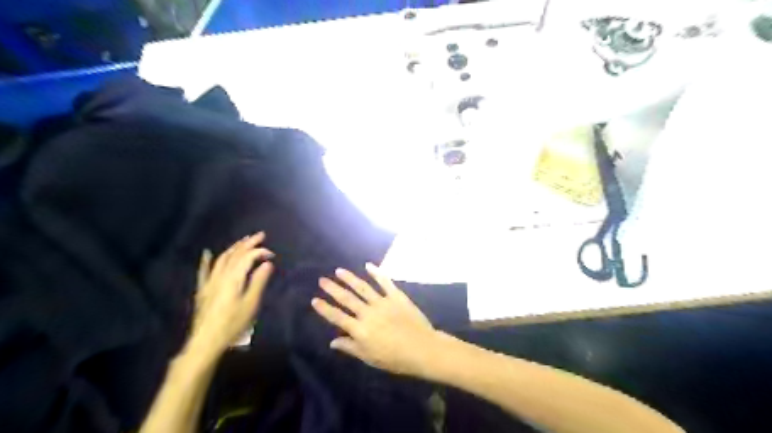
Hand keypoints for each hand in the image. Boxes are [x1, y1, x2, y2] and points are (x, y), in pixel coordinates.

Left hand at [190, 234, 273, 357]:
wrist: (206, 341)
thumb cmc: (232, 324)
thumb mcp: (251, 304)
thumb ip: (258, 282)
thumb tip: (267, 264)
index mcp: (233, 278)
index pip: (248, 257)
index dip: (260, 252)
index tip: (272, 254)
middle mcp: (220, 275)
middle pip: (234, 254)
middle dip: (248, 243)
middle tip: (260, 235)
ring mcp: (210, 282)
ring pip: (221, 259)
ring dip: (234, 248)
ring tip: (243, 241)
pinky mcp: (203, 290)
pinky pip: (204, 271)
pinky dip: (206, 261)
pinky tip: (207, 253)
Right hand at [310, 262, 435, 377]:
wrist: (422, 348)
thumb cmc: (394, 358)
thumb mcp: (369, 357)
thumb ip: (350, 347)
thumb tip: (332, 341)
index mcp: (360, 330)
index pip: (337, 317)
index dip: (325, 308)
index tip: (314, 299)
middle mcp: (368, 313)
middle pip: (347, 298)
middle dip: (333, 289)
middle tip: (322, 280)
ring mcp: (382, 302)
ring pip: (363, 287)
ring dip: (350, 278)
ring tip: (339, 271)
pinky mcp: (396, 296)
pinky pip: (385, 282)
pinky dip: (377, 273)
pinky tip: (368, 266)